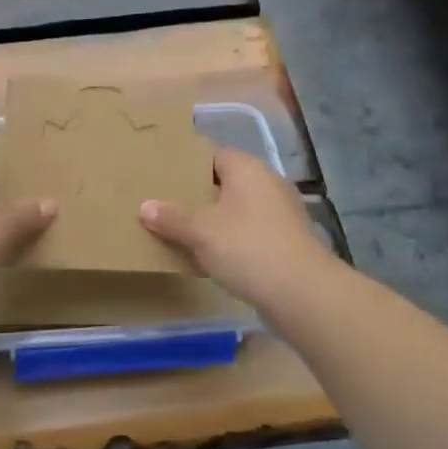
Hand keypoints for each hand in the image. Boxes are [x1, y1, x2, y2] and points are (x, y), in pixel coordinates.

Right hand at [140, 148, 331, 310]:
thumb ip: (171, 217)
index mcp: (247, 169)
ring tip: (181, 231)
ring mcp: (280, 213)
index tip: (161, 176)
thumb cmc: (247, 247)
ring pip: (236, 209)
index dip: (186, 164)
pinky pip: (248, 232)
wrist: (301, 294)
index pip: (211, 154)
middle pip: (224, 182)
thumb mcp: (200, 231)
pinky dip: (229, 240)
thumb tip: (146, 206)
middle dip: (196, 194)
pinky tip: (208, 257)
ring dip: (212, 220)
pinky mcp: (285, 242)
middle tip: (164, 204)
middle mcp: (266, 183)